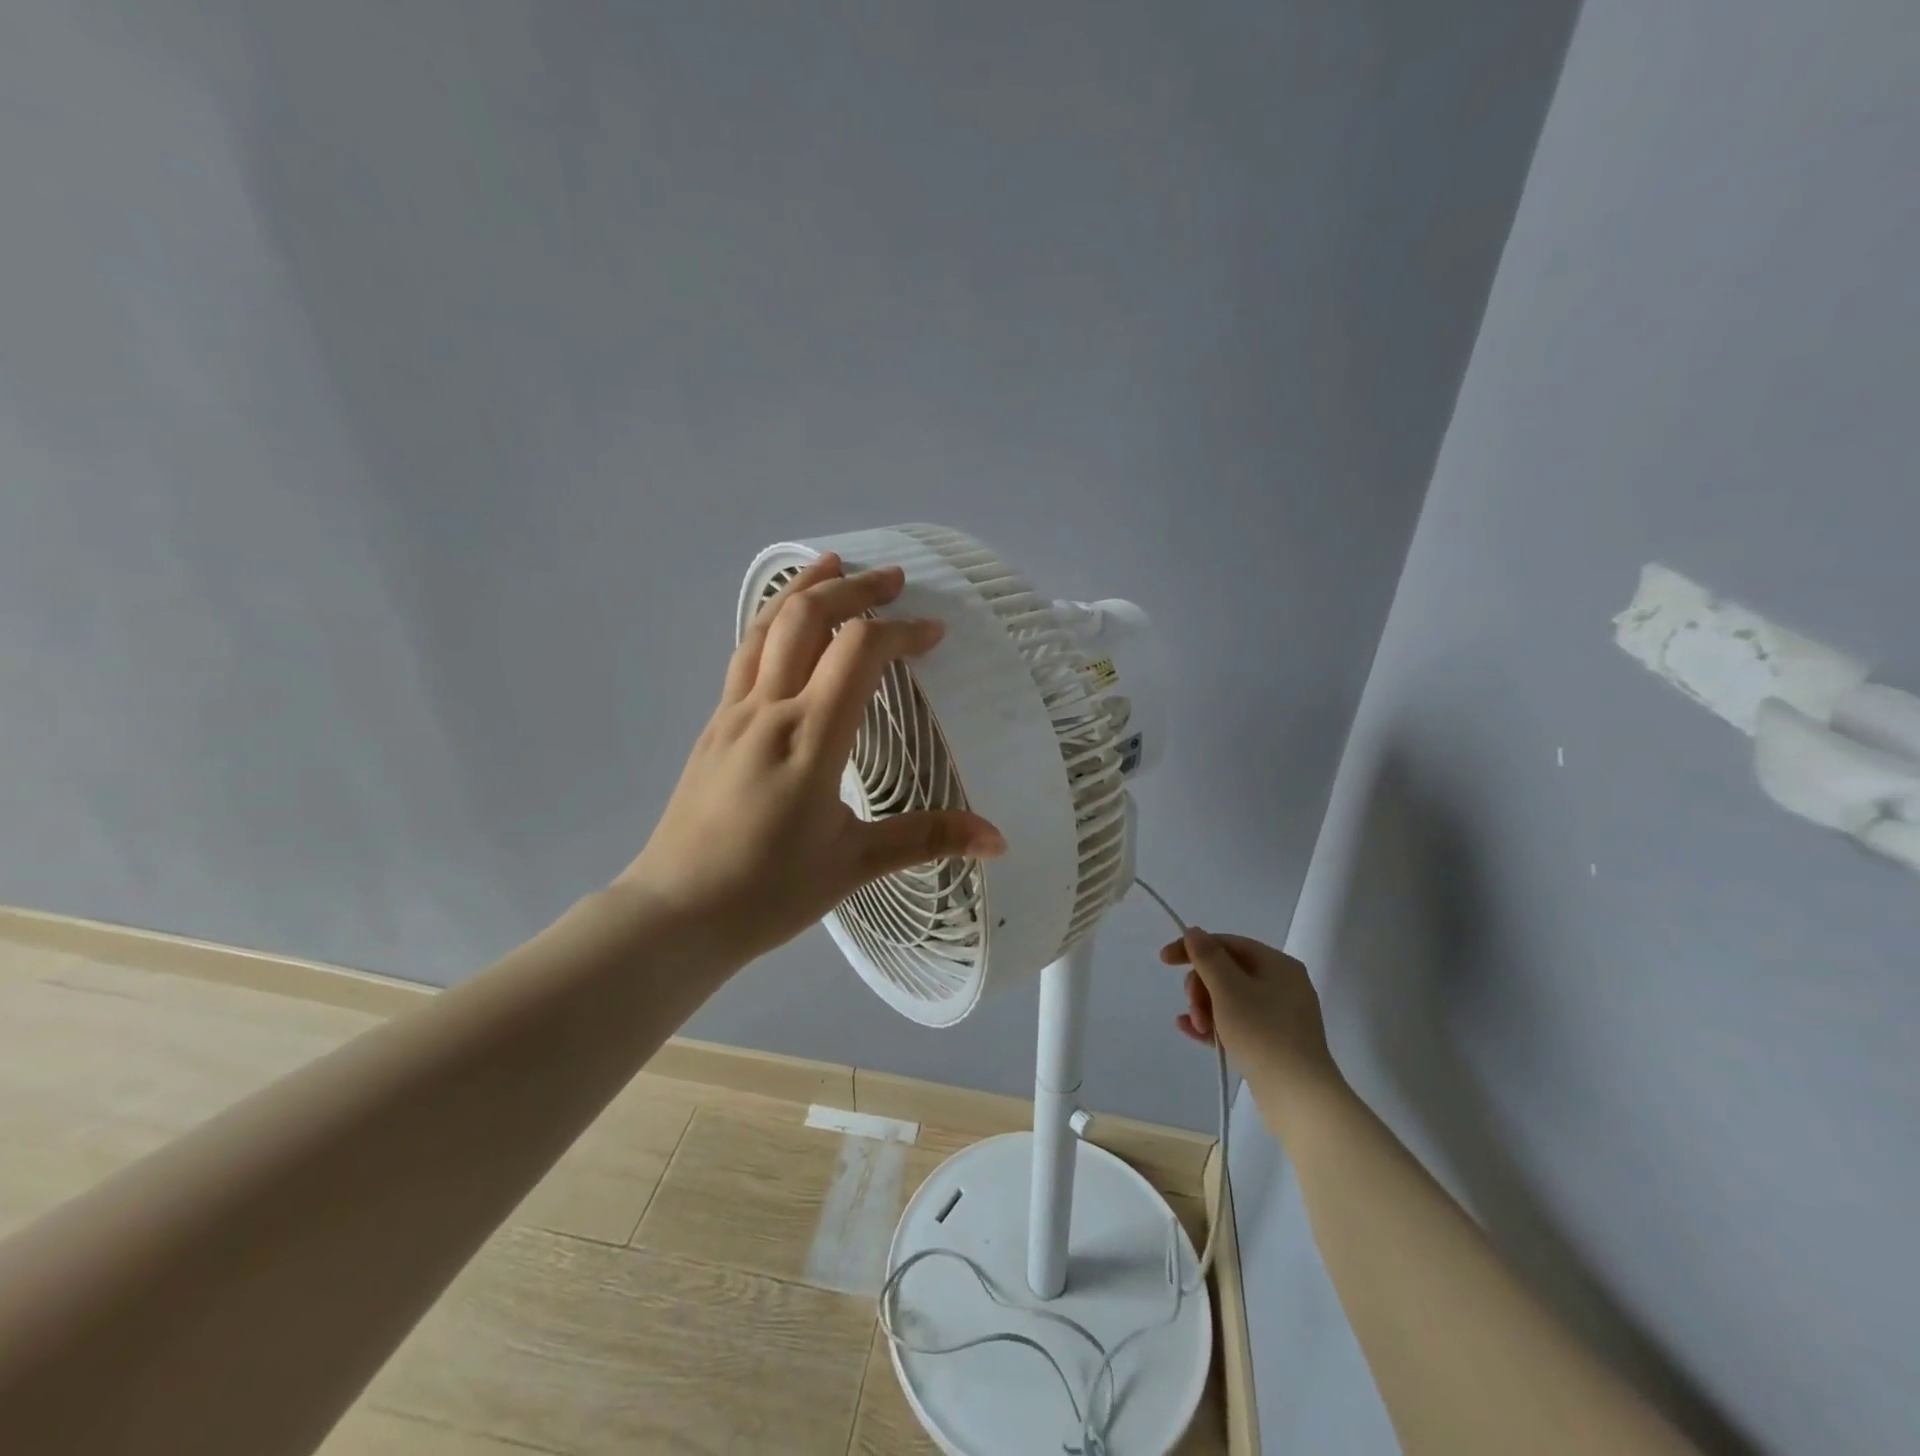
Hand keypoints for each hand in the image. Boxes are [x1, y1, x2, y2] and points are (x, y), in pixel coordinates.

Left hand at [622, 553, 1006, 962]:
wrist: (674, 914)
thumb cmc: (766, 892)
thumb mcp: (853, 865)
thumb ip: (926, 839)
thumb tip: (997, 839)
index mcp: (808, 739)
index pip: (858, 653)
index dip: (900, 632)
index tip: (933, 635)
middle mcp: (768, 711)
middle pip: (806, 618)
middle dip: (854, 588)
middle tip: (893, 578)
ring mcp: (732, 714)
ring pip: (765, 626)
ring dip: (804, 588)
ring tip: (833, 563)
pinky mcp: (714, 727)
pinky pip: (745, 653)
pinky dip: (772, 620)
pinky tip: (784, 624)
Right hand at [1162, 929, 1343, 1108]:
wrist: (1299, 1097)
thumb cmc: (1262, 1033)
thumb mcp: (1228, 989)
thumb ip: (1207, 957)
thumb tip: (1194, 932)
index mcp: (1277, 964)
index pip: (1227, 943)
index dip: (1194, 948)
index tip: (1164, 960)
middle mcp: (1281, 985)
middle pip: (1227, 972)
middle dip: (1201, 986)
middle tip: (1193, 1006)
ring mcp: (1279, 1015)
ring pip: (1229, 999)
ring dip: (1205, 1008)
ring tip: (1197, 1027)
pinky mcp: (1273, 1042)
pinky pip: (1237, 1023)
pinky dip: (1215, 1024)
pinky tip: (1192, 1031)